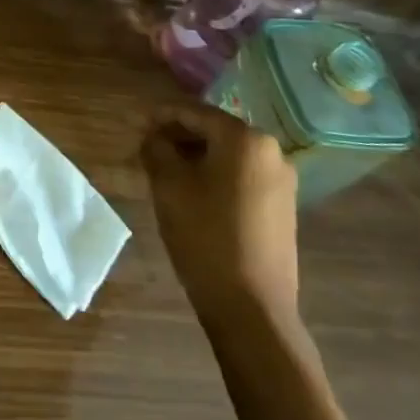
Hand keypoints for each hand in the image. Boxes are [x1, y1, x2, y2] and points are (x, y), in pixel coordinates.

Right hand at [143, 107, 298, 327]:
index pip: (194, 112)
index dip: (161, 116)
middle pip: (215, 131)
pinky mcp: (283, 208)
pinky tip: (194, 194)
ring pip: (228, 155)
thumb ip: (156, 148)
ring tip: (166, 172)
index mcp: (244, 138)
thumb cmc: (205, 235)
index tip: (136, 124)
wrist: (252, 308)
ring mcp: (282, 181)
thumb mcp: (168, 185)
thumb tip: (152, 135)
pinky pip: (242, 177)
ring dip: (196, 157)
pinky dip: (216, 176)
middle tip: (148, 149)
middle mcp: (271, 151)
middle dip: (179, 136)